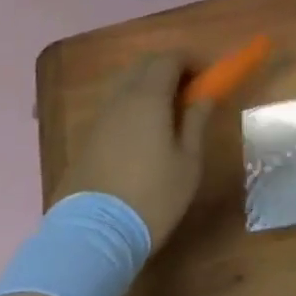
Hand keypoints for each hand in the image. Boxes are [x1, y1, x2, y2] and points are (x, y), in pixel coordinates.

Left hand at [56, 54, 213, 246]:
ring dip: (150, 85)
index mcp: (148, 97)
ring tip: (170, 112)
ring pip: (127, 84)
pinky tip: (145, 132)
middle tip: (191, 89)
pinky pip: (115, 106)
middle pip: (144, 64)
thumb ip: (196, 121)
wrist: (92, 237)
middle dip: (170, 67)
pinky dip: (134, 104)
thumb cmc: (152, 197)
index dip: (192, 60)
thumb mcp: (188, 162)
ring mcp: (100, 118)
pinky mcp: (87, 138)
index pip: (170, 58)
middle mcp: (121, 98)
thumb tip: (205, 95)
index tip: (208, 75)